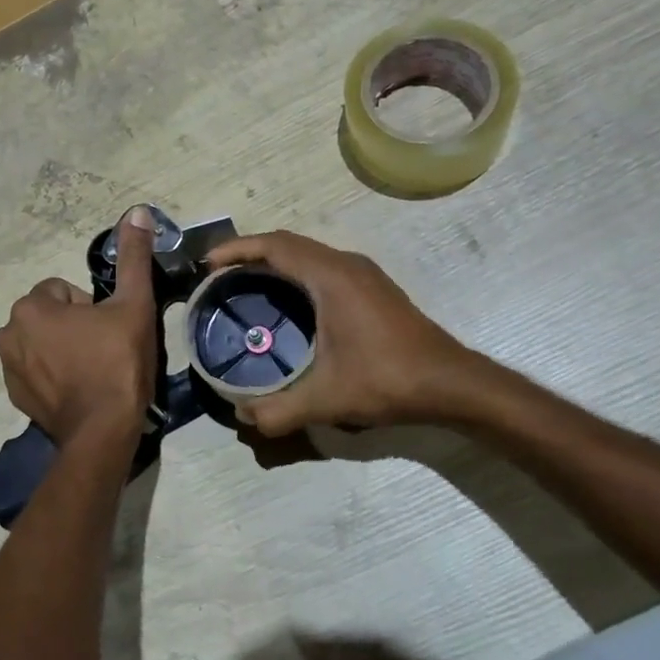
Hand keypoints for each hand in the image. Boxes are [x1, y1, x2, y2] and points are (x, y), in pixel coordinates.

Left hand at [0, 206, 157, 445]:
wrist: (103, 432)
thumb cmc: (117, 363)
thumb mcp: (133, 305)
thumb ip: (133, 257)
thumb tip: (137, 211)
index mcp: (30, 308)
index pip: (63, 291)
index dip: (91, 307)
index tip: (109, 330)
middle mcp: (8, 334)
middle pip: (50, 316)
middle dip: (75, 327)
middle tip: (105, 349)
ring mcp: (8, 369)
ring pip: (43, 343)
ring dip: (63, 349)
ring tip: (93, 371)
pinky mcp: (15, 397)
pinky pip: (36, 371)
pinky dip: (54, 375)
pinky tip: (79, 390)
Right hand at [202, 230, 492, 437]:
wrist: (452, 383)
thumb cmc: (388, 379)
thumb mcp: (328, 399)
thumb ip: (280, 410)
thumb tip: (242, 417)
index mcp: (331, 277)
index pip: (274, 246)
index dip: (236, 249)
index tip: (206, 264)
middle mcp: (345, 264)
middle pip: (287, 243)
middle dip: (249, 252)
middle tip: (218, 275)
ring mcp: (362, 273)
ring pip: (307, 252)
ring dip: (274, 260)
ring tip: (244, 284)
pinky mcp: (372, 287)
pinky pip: (321, 265)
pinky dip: (295, 271)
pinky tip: (286, 301)